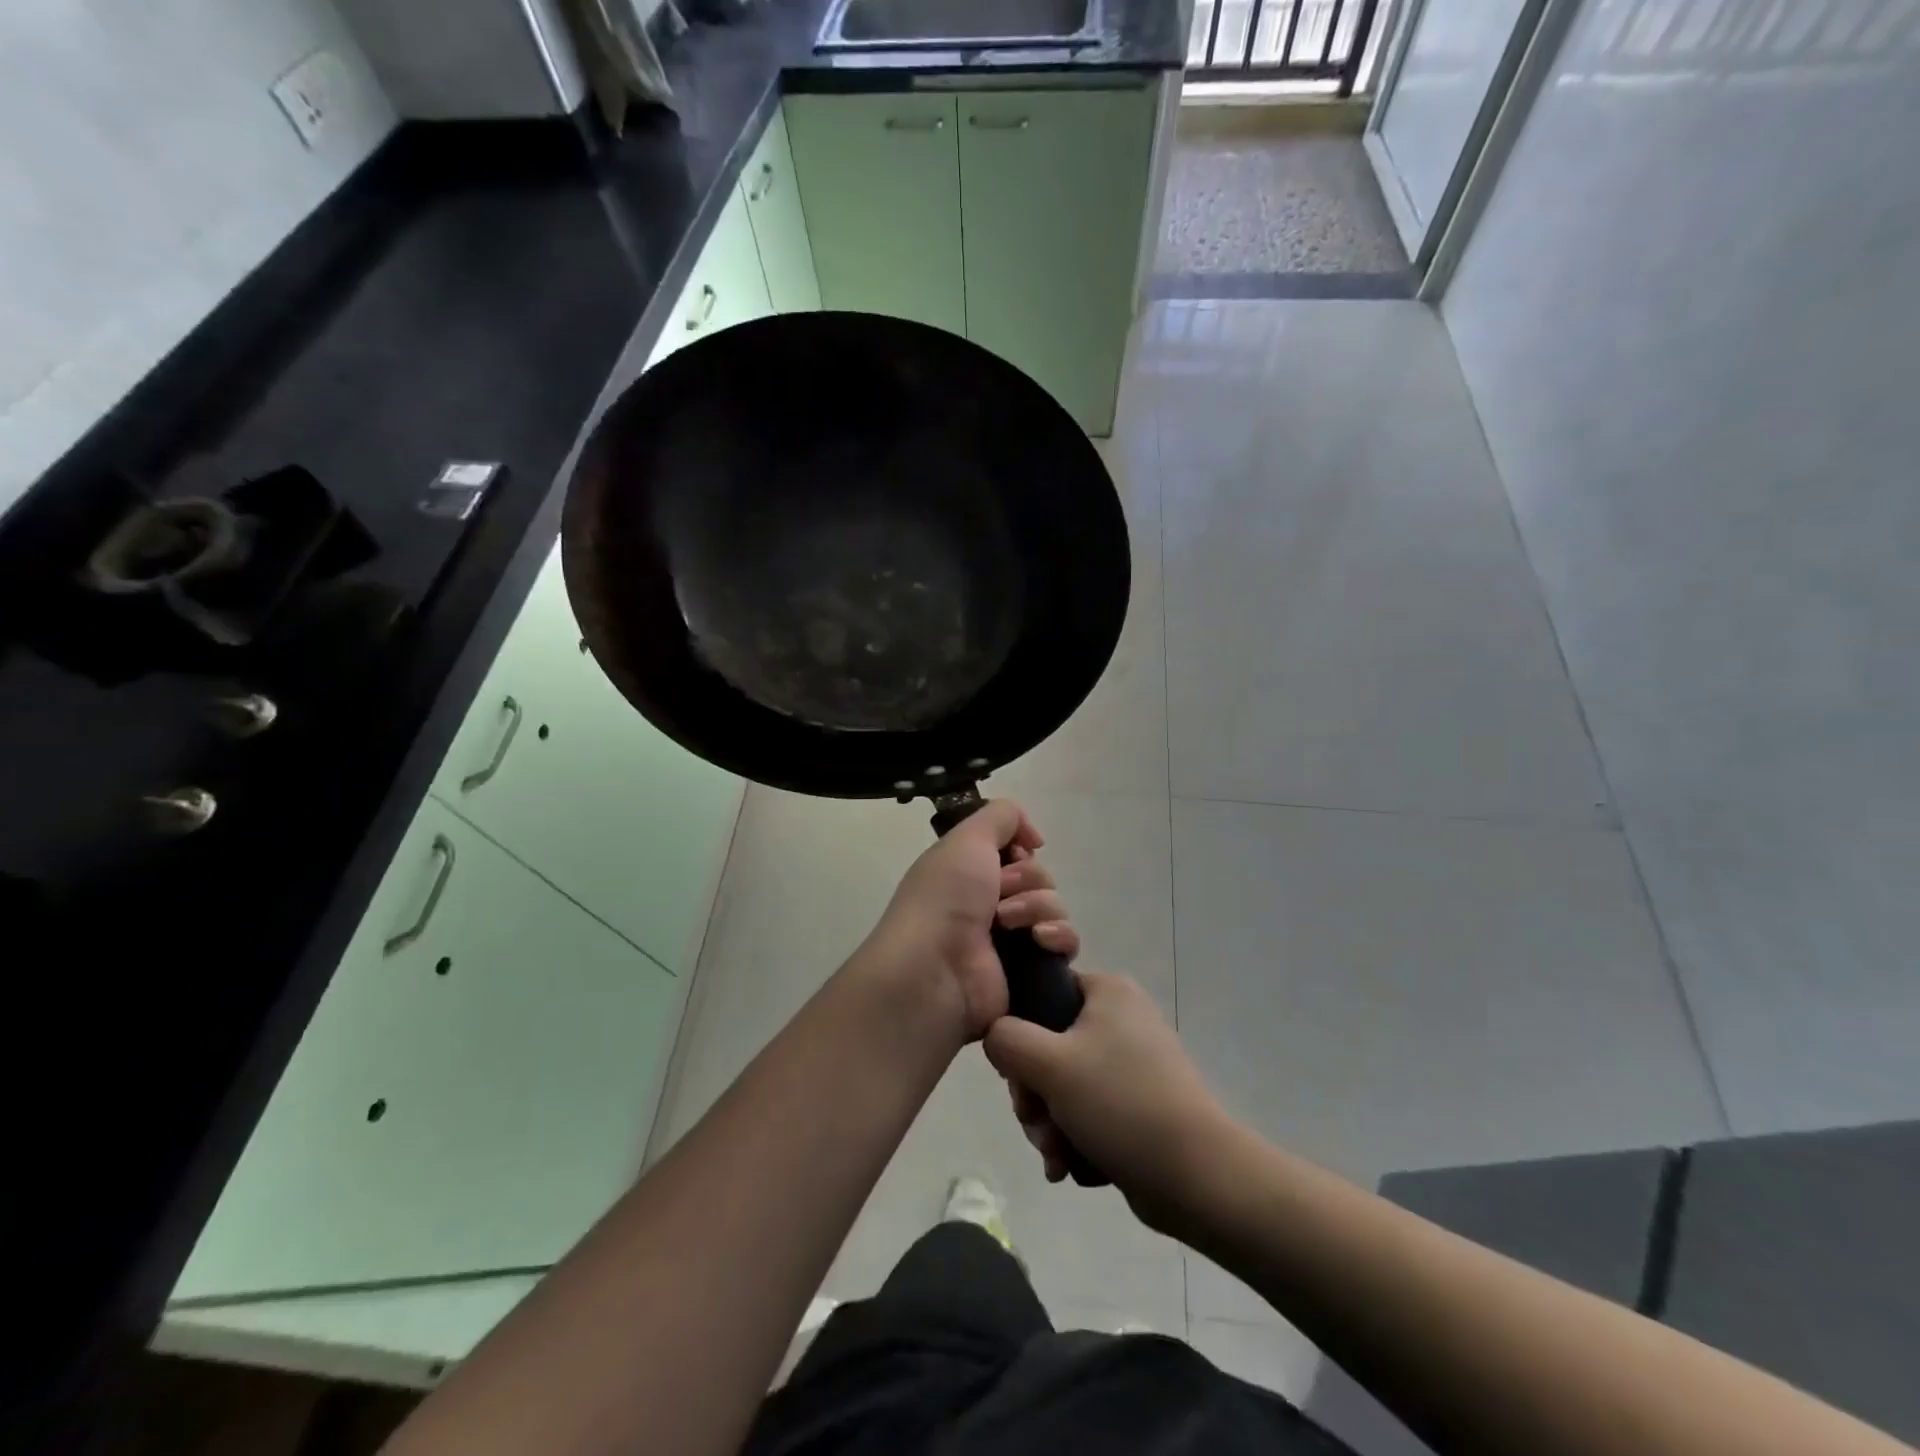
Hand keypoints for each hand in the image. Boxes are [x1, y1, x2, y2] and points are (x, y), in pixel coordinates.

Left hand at [860, 799, 1080, 1045]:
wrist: (936, 969)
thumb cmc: (944, 898)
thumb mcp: (967, 838)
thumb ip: (1001, 816)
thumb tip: (1033, 837)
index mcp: (971, 872)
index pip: (1017, 851)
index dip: (1019, 849)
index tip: (1011, 854)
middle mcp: (991, 902)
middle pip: (1040, 876)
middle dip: (1026, 879)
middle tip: (1000, 893)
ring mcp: (1013, 938)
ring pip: (1054, 906)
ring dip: (1036, 907)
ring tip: (1007, 924)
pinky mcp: (1031, 970)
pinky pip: (1065, 943)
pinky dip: (1058, 937)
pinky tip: (1038, 940)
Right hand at [983, 972, 1233, 1235]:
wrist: (1198, 1177)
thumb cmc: (1121, 1103)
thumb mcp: (1050, 1063)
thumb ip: (1006, 1039)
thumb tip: (995, 1035)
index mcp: (1108, 992)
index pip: (1043, 993)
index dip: (1020, 1032)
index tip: (1018, 1072)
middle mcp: (1121, 1019)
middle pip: (1048, 1047)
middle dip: (1034, 1094)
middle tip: (1035, 1123)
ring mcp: (1132, 1064)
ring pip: (1064, 1086)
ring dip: (1049, 1123)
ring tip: (1056, 1155)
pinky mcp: (1138, 1105)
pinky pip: (1088, 1112)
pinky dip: (1074, 1138)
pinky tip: (1070, 1167)